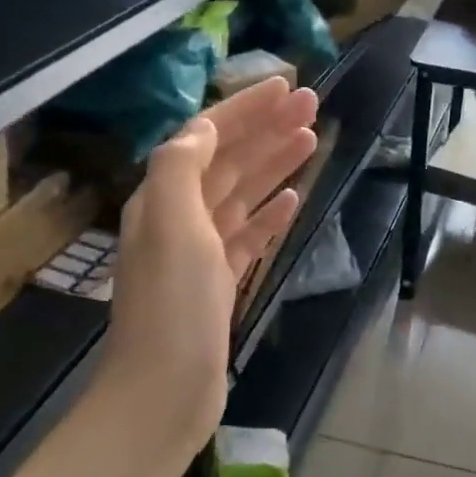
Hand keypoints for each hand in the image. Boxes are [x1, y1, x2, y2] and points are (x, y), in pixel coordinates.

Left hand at [92, 77, 318, 449]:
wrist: (165, 390)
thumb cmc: (173, 306)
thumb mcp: (171, 225)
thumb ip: (180, 167)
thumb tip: (202, 127)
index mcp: (163, 198)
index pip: (206, 137)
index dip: (244, 109)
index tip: (285, 86)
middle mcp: (179, 217)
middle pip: (228, 160)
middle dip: (267, 129)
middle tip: (312, 104)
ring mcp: (200, 252)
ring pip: (241, 194)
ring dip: (274, 164)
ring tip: (311, 140)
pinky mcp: (219, 282)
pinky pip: (247, 235)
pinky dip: (269, 214)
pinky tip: (292, 201)